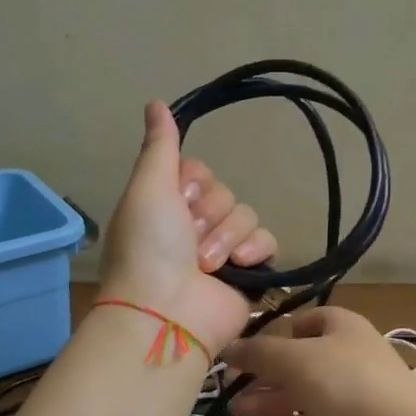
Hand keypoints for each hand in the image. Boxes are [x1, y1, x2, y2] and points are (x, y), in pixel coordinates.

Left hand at [99, 101, 276, 353]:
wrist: (166, 312)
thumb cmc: (149, 248)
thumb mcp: (148, 188)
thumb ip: (160, 146)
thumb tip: (156, 102)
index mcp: (168, 205)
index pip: (199, 172)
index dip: (193, 184)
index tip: (179, 200)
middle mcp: (195, 225)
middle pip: (225, 192)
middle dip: (209, 214)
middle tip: (189, 240)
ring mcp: (223, 250)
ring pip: (246, 214)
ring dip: (226, 236)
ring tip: (206, 265)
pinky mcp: (250, 272)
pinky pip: (267, 240)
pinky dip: (254, 250)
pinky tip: (237, 265)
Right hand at [225, 307, 415, 415]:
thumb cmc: (344, 381)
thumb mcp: (294, 357)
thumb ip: (257, 352)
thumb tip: (229, 348)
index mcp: (340, 325)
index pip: (300, 321)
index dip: (270, 334)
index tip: (242, 352)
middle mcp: (345, 354)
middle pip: (297, 359)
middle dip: (263, 372)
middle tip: (229, 387)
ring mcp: (348, 392)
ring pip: (301, 391)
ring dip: (268, 398)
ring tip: (235, 410)